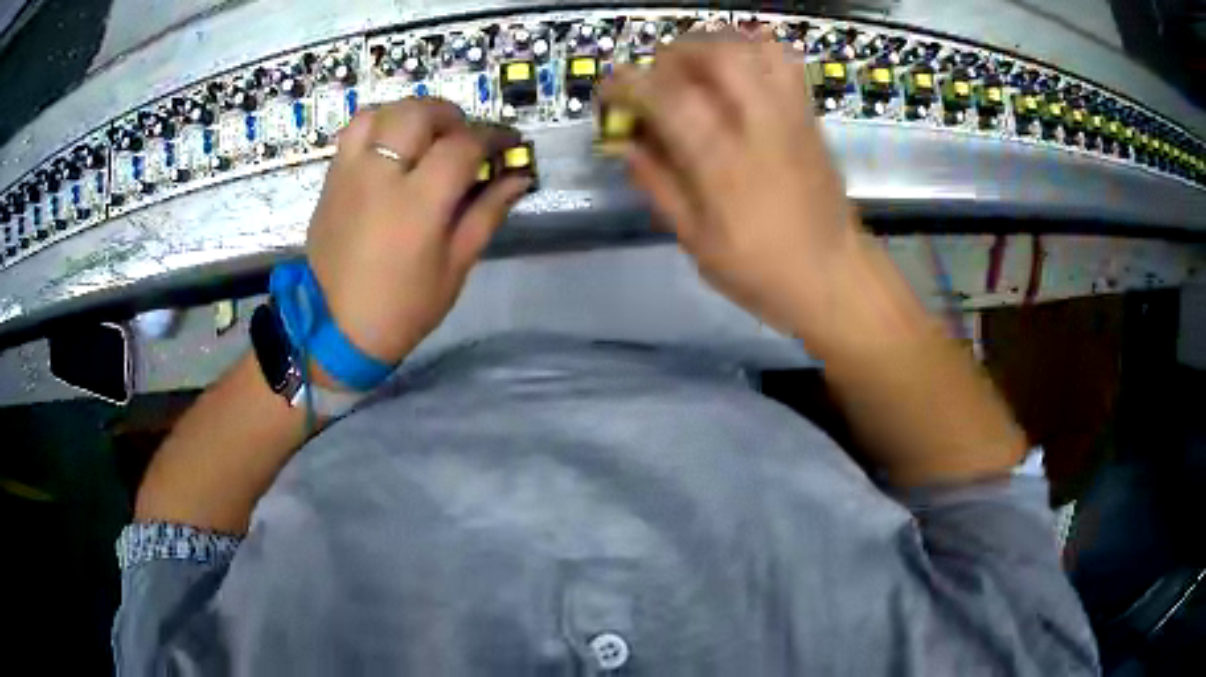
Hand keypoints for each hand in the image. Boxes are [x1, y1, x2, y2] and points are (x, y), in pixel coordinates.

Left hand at [305, 99, 530, 365]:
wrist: (336, 330)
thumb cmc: (403, 307)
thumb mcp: (455, 266)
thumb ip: (487, 213)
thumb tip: (519, 177)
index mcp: (416, 204)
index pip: (462, 145)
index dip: (493, 136)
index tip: (508, 142)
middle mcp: (379, 176)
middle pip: (417, 113)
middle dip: (450, 115)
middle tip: (463, 137)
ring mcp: (349, 174)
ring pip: (380, 113)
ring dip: (410, 114)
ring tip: (424, 136)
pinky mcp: (330, 181)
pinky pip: (353, 132)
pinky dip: (379, 125)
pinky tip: (391, 148)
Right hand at [601, 34, 868, 343]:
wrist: (833, 276)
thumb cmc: (760, 270)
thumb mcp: (696, 241)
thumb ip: (659, 186)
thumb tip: (627, 145)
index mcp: (723, 163)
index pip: (668, 98)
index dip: (629, 83)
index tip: (610, 88)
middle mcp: (759, 126)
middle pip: (715, 55)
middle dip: (674, 54)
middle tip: (657, 75)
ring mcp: (791, 116)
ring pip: (753, 48)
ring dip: (714, 46)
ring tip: (696, 67)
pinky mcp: (810, 117)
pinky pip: (784, 63)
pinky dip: (754, 51)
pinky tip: (738, 72)